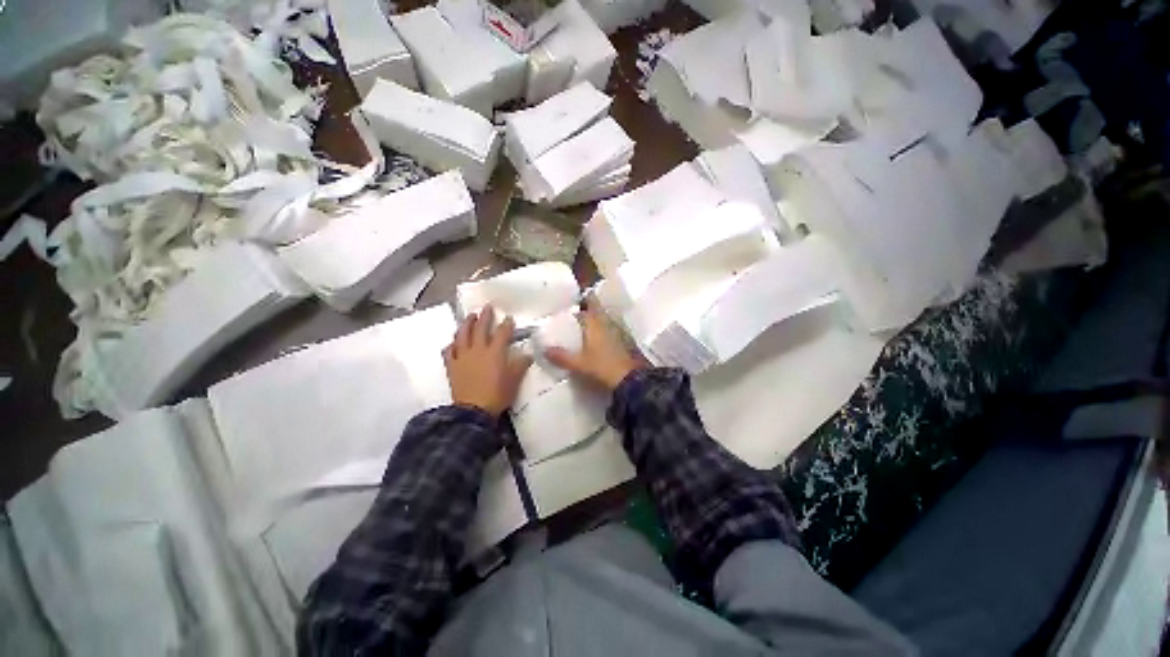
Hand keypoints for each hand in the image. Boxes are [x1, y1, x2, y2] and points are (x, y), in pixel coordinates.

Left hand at [444, 305, 532, 416]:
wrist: (473, 411)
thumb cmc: (497, 394)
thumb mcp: (514, 380)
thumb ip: (520, 365)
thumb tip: (527, 355)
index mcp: (495, 352)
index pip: (502, 333)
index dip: (506, 324)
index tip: (509, 318)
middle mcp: (477, 350)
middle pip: (481, 328)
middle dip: (485, 316)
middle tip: (487, 307)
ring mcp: (462, 357)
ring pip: (462, 335)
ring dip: (467, 324)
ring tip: (470, 317)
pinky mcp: (452, 366)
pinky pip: (449, 351)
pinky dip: (452, 344)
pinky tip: (454, 342)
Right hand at [545, 302, 643, 391]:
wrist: (628, 379)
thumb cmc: (602, 366)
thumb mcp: (579, 363)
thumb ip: (561, 356)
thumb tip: (544, 350)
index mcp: (595, 324)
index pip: (587, 306)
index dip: (579, 303)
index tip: (568, 305)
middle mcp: (606, 324)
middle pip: (595, 313)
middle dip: (585, 313)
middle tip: (570, 318)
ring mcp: (615, 332)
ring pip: (601, 322)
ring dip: (592, 324)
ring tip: (578, 330)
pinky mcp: (620, 342)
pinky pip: (606, 332)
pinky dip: (599, 333)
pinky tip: (591, 342)